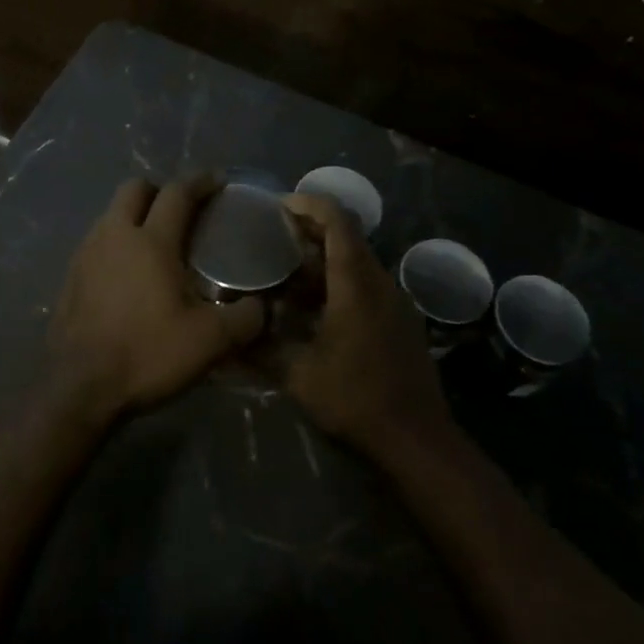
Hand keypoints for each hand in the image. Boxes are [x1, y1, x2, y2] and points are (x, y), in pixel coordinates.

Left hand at [47, 175, 265, 424]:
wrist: (78, 388)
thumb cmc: (147, 354)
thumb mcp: (210, 342)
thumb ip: (244, 319)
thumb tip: (262, 307)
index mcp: (151, 241)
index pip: (177, 193)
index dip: (200, 182)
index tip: (218, 180)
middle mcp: (114, 236)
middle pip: (134, 189)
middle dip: (159, 190)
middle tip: (181, 210)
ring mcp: (85, 255)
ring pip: (111, 215)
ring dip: (133, 216)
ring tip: (155, 243)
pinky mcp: (69, 278)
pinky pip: (96, 243)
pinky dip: (115, 244)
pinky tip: (127, 275)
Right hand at [280, 193, 453, 458]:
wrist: (416, 439)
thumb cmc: (356, 399)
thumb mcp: (299, 375)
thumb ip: (261, 349)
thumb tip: (227, 336)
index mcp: (357, 284)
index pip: (338, 222)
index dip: (310, 205)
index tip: (279, 206)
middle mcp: (380, 283)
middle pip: (347, 238)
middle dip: (309, 232)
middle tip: (271, 237)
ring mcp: (394, 302)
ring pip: (356, 264)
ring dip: (322, 261)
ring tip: (283, 273)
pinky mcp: (398, 321)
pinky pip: (365, 286)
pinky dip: (336, 283)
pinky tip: (310, 308)